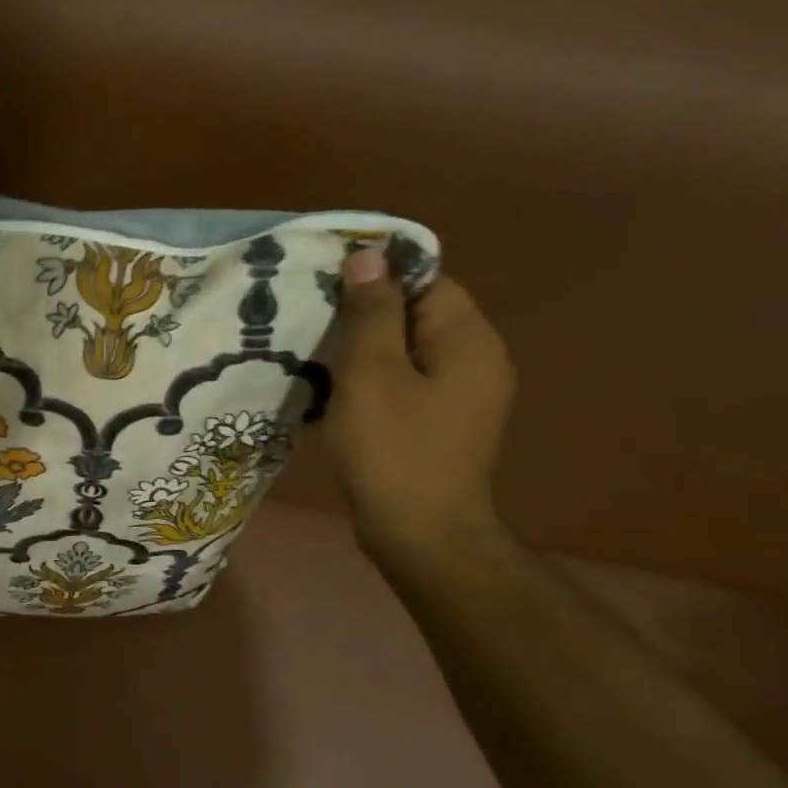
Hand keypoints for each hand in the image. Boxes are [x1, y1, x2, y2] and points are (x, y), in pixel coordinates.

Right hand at [323, 247, 515, 567]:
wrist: (420, 532)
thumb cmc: (393, 449)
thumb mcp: (372, 374)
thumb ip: (371, 313)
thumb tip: (369, 254)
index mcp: (468, 338)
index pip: (427, 279)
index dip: (377, 275)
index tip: (325, 283)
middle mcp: (477, 358)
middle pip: (418, 313)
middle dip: (366, 312)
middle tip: (310, 318)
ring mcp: (463, 394)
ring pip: (408, 350)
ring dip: (365, 348)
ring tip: (315, 350)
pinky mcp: (443, 422)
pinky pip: (407, 380)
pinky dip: (374, 378)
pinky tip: (338, 390)